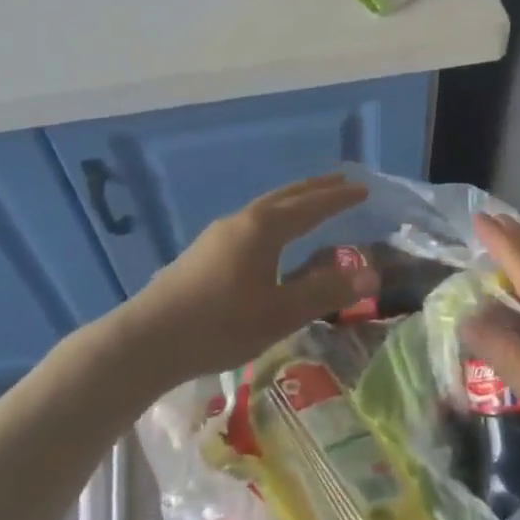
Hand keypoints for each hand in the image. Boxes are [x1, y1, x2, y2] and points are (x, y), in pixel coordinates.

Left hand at [124, 174, 375, 385]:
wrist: (148, 338)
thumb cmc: (221, 324)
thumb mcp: (280, 313)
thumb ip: (325, 292)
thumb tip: (371, 273)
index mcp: (264, 228)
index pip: (311, 206)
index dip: (338, 198)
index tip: (363, 188)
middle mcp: (242, 220)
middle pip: (286, 196)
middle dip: (316, 189)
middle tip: (342, 181)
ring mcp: (219, 233)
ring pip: (266, 207)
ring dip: (293, 201)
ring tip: (311, 204)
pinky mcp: (204, 250)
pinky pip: (252, 221)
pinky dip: (275, 216)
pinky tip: (270, 237)